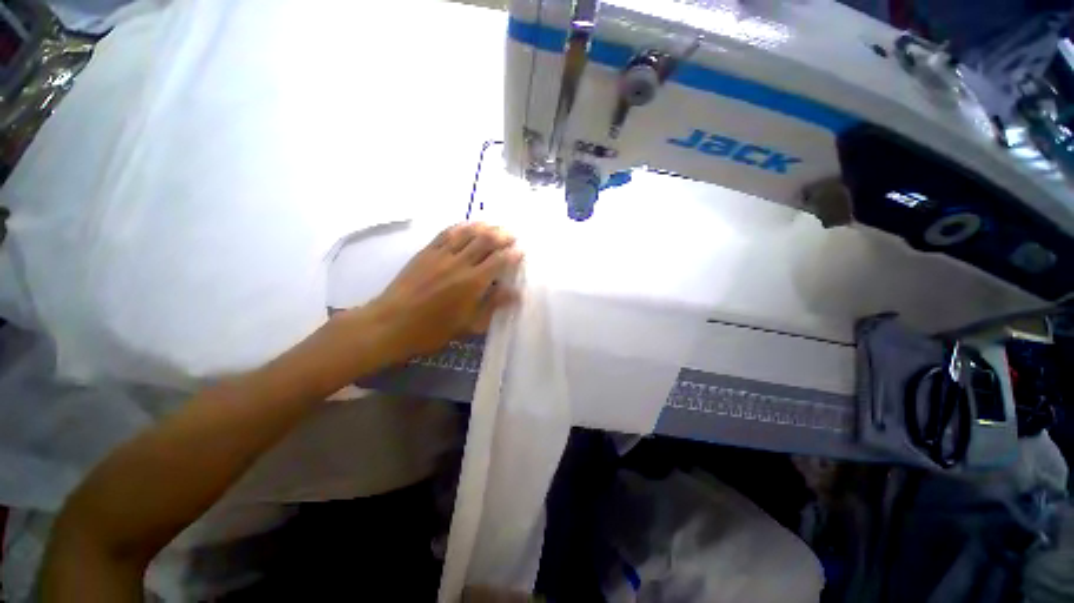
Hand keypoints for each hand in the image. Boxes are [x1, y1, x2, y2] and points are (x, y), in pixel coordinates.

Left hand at [363, 222, 521, 361]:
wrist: (391, 323)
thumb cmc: (433, 330)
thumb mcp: (468, 324)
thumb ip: (492, 305)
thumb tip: (516, 293)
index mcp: (472, 283)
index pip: (499, 261)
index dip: (513, 254)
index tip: (521, 250)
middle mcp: (459, 263)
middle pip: (485, 241)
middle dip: (502, 235)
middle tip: (512, 235)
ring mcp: (441, 255)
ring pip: (467, 233)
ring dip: (484, 227)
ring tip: (495, 226)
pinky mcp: (426, 251)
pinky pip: (446, 233)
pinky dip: (461, 227)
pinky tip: (468, 225)